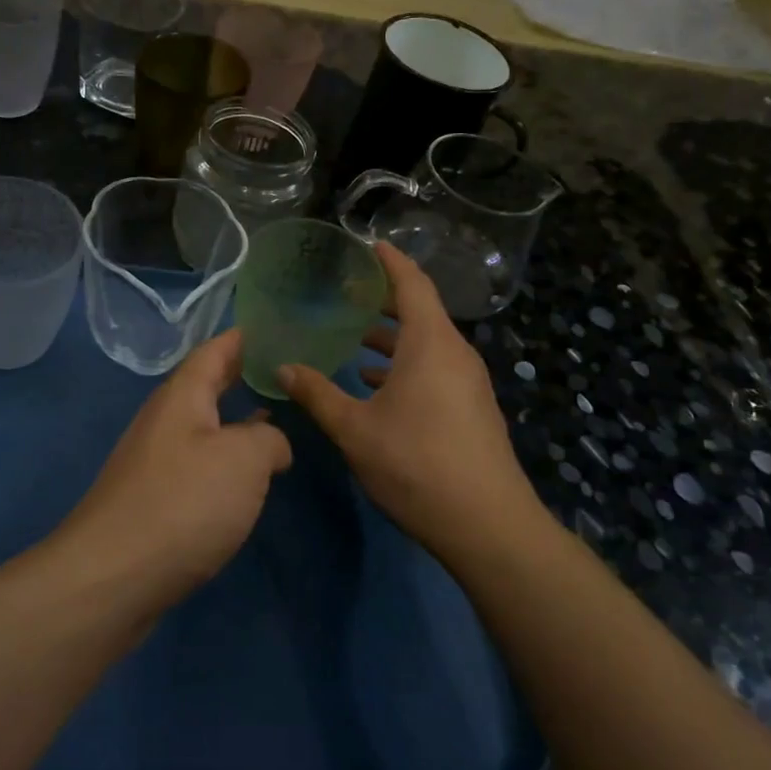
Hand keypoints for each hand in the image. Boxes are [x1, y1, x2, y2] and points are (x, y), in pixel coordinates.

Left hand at [62, 329, 292, 610]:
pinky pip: (198, 465)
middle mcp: (164, 421)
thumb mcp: (244, 459)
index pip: (215, 350)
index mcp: (182, 396)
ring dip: (237, 422)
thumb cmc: (183, 503)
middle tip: (286, 373)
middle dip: (243, 377)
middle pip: (206, 386)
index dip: (245, 337)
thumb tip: (273, 444)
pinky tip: (247, 480)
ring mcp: (155, 461)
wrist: (113, 577)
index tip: (277, 328)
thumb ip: (269, 440)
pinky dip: (226, 461)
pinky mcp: (154, 500)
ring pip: (204, 428)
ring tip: (278, 420)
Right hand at [279, 243, 530, 557]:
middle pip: (421, 310)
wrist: (487, 525)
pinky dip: (405, 364)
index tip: (368, 244)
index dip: (390, 261)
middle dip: (385, 297)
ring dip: (393, 335)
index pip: (412, 284)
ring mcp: (468, 382)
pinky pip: (435, 367)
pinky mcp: (471, 408)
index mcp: (430, 344)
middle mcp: (455, 354)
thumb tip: (282, 367)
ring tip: (355, 335)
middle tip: (349, 289)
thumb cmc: (416, 465)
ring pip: (427, 343)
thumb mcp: (355, 429)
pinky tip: (375, 383)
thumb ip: (317, 394)